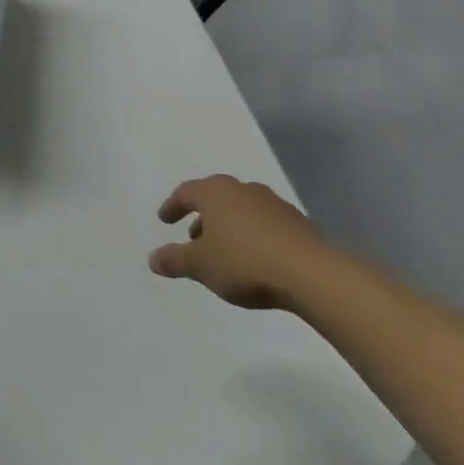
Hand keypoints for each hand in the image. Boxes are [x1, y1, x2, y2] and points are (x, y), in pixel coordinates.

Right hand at [148, 174, 329, 309]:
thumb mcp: (200, 266)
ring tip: (224, 250)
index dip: (172, 206)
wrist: (311, 274)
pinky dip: (253, 235)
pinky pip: (265, 223)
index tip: (164, 219)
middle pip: (215, 197)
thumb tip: (152, 258)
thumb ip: (174, 260)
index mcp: (215, 193)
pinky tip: (255, 258)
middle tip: (193, 236)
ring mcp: (273, 204)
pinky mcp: (298, 222)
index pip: (185, 192)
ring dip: (228, 225)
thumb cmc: (244, 262)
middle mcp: (243, 190)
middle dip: (202, 216)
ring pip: (241, 209)